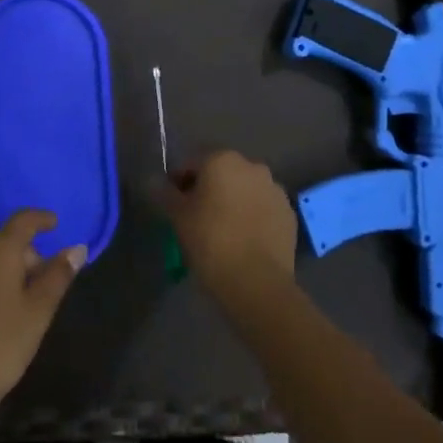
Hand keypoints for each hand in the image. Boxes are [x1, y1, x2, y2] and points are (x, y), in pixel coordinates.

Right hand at [156, 149, 297, 306]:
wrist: (256, 282)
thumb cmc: (210, 241)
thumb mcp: (177, 216)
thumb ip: (163, 193)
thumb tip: (152, 181)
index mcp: (222, 160)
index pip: (191, 164)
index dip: (178, 182)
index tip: (172, 205)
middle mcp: (252, 166)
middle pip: (221, 173)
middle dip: (208, 189)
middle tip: (195, 217)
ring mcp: (275, 190)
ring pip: (244, 190)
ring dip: (232, 201)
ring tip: (221, 231)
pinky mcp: (289, 214)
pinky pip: (263, 209)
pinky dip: (251, 217)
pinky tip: (242, 240)